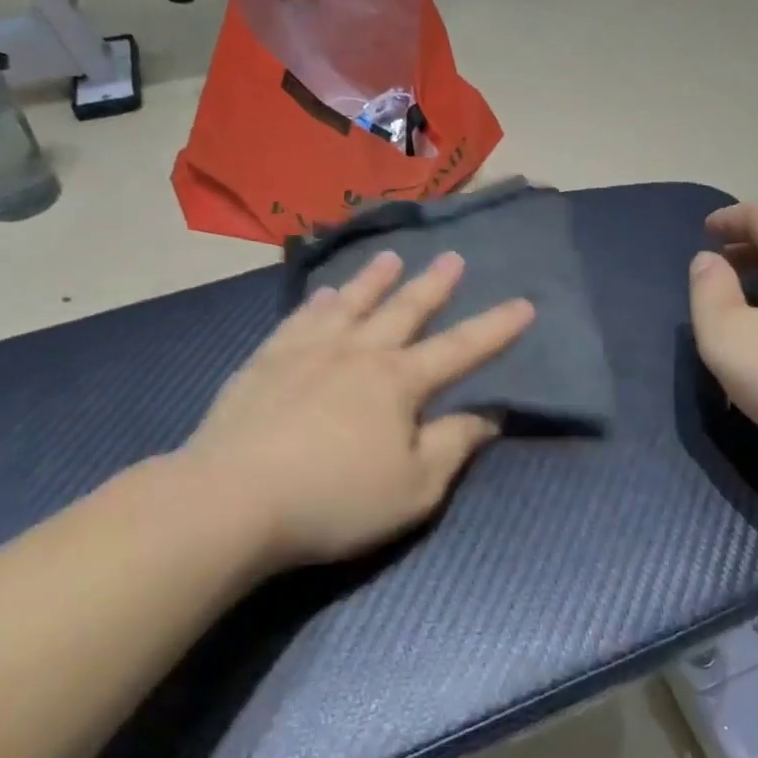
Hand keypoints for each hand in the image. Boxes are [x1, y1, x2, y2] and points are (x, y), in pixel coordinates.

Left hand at [179, 251, 534, 567]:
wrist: (233, 499)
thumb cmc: (335, 500)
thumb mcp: (414, 488)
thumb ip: (454, 446)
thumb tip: (490, 416)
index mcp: (400, 382)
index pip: (461, 349)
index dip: (497, 328)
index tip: (524, 303)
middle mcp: (359, 352)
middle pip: (405, 310)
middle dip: (434, 285)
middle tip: (452, 257)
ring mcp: (309, 350)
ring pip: (352, 303)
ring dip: (374, 280)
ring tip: (390, 257)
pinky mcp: (268, 360)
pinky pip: (302, 318)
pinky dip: (320, 302)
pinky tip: (325, 293)